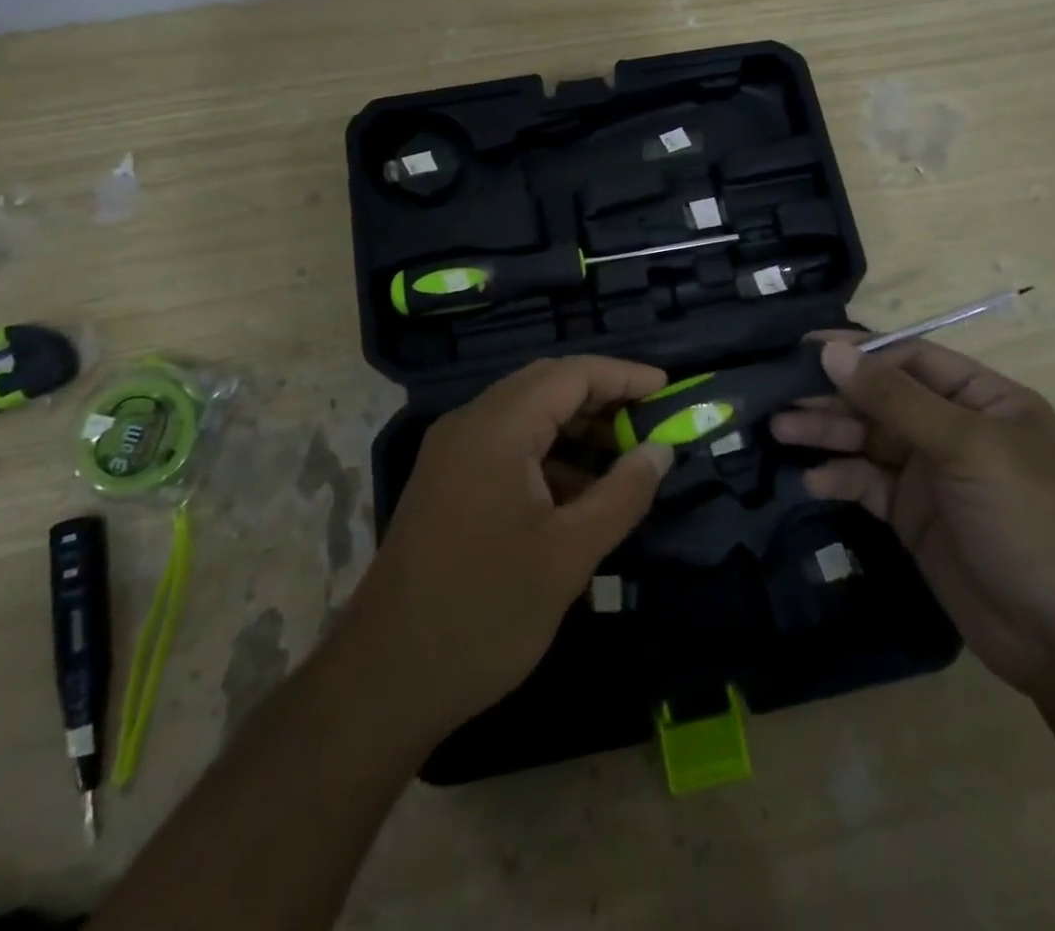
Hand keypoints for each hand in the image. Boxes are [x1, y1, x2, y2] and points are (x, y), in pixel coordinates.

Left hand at [341, 355, 673, 737]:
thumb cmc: (485, 612)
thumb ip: (622, 494)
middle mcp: (469, 424)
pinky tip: (579, 492)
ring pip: (526, 414)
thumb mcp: (569, 554)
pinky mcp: (447, 481)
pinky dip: (548, 454)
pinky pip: (506, 445)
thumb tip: (660, 450)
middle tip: (649, 421)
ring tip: (623, 457)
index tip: (668, 390)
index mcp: (496, 428)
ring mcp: (452, 452)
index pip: (571, 374)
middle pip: (546, 385)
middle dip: (602, 397)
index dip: (623, 376)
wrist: (386, 679)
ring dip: (575, 427)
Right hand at [771, 340, 1054, 699]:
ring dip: (826, 433)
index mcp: (984, 400)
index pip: (912, 359)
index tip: (804, 350)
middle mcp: (956, 431)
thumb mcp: (967, 448)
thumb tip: (831, 351)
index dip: (859, 352)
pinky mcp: (916, 520)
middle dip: (833, 396)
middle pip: (883, 400)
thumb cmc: (1033, 522)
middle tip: (778, 395)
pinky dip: (841, 479)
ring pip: (869, 441)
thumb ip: (895, 398)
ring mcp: (935, 478)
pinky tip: (813, 481)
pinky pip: (869, 486)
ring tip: (779, 430)